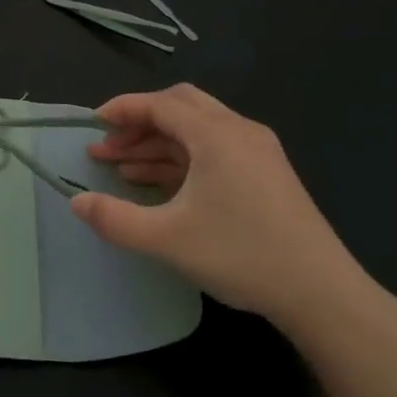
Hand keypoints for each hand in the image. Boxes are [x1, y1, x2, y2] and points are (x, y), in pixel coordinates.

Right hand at [72, 84, 369, 333]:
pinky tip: (159, 184)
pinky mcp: (267, 174)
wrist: (321, 292)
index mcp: (216, 135)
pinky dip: (182, 159)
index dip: (123, 109)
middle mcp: (239, 131)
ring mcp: (258, 152)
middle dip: (139, 123)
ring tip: (121, 169)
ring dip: (158, 143)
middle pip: (180, 107)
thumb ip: (115, 218)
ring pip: (197, 130)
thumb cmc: (241, 255)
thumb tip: (76, 202)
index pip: (160, 104)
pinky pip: (214, 150)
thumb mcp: (166, 239)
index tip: (93, 124)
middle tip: (108, 146)